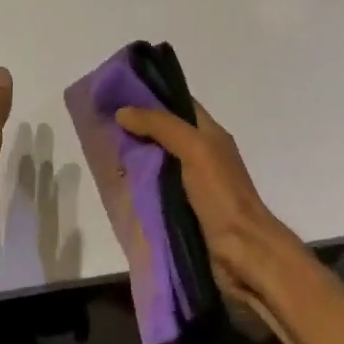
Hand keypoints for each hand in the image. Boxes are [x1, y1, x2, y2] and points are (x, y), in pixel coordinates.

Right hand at [114, 100, 310, 321]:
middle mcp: (202, 155)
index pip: (180, 105)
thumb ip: (162, 126)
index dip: (153, 95)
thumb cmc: (222, 195)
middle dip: (137, 128)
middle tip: (101, 122)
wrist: (242, 252)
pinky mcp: (182, 211)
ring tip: (101, 151)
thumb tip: (123, 112)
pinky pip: (155, 191)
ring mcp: (192, 185)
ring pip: (158, 163)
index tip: (118, 91)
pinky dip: (137, 186)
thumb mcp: (195, 149)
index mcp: (211, 135)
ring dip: (134, 158)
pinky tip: (115, 184)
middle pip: (165, 134)